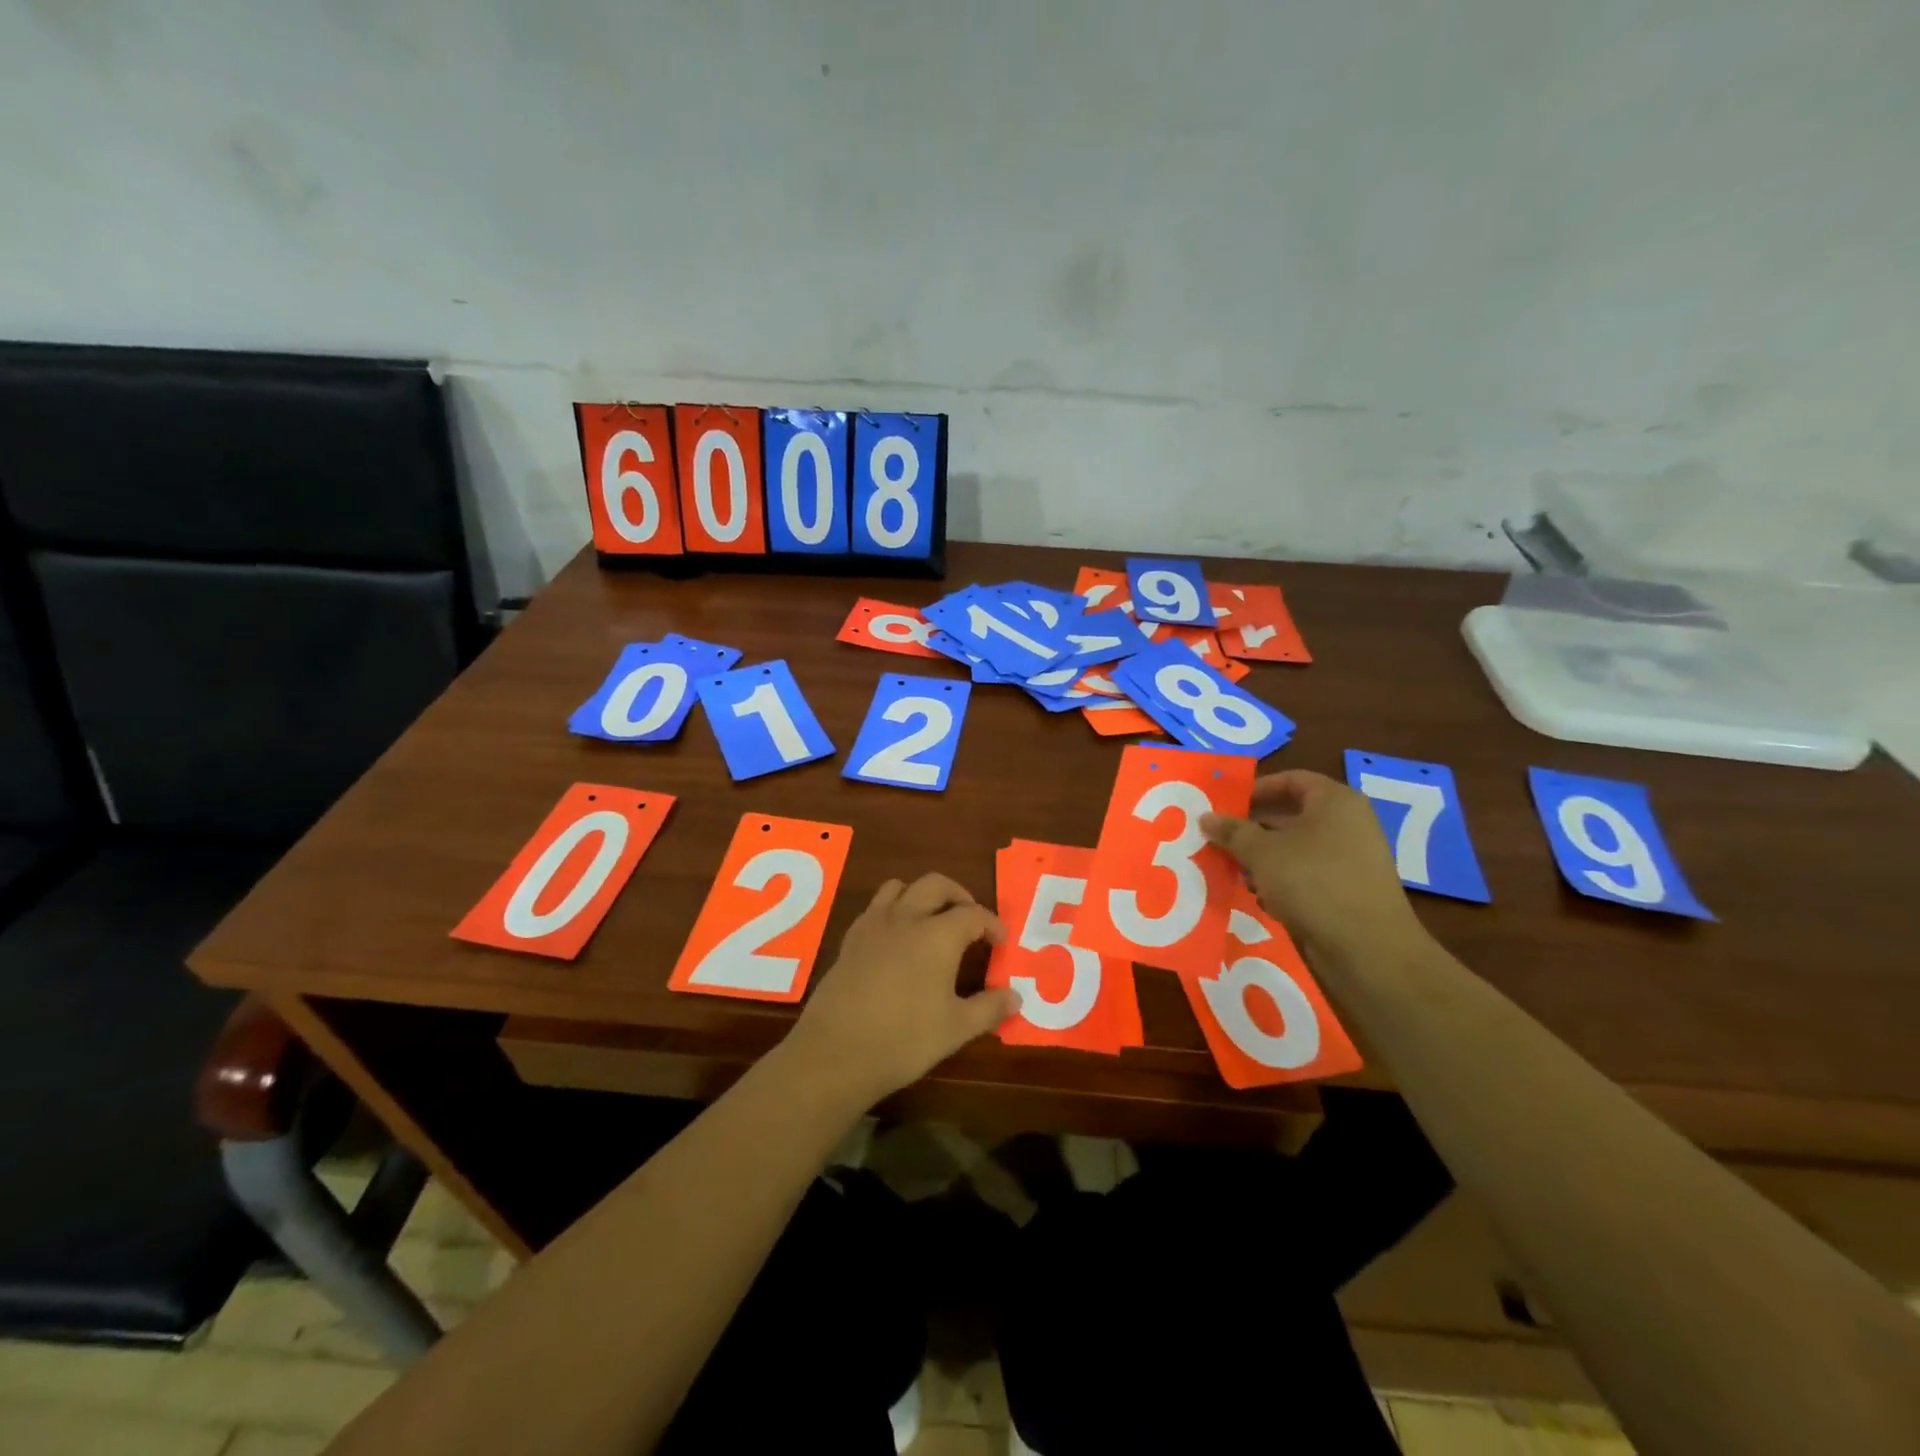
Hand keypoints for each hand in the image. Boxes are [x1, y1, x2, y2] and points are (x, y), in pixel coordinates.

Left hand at [787, 873, 1014, 1106]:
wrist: (836, 1051)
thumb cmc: (904, 1039)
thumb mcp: (956, 1029)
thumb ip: (988, 1008)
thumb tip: (1016, 997)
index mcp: (937, 935)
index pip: (973, 914)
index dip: (991, 924)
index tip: (1001, 940)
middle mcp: (906, 918)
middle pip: (936, 885)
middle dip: (958, 895)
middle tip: (970, 918)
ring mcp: (873, 925)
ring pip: (900, 887)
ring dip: (921, 895)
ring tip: (932, 919)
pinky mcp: (850, 939)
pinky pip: (875, 908)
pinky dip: (893, 910)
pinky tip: (896, 939)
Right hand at [1200, 770, 1426, 967]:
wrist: (1367, 948)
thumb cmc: (1313, 882)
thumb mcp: (1262, 852)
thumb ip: (1232, 831)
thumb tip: (1206, 817)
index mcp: (1335, 802)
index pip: (1291, 780)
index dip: (1256, 789)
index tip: (1225, 805)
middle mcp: (1348, 824)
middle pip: (1291, 815)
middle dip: (1253, 828)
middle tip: (1219, 838)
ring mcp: (1351, 859)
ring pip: (1296, 848)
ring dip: (1263, 857)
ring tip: (1233, 870)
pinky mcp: (1348, 890)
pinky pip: (1308, 874)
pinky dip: (1282, 880)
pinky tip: (1260, 896)